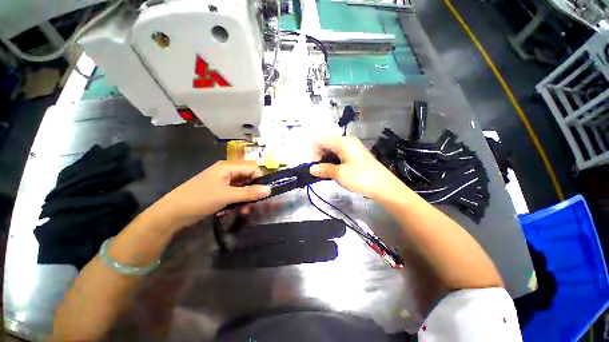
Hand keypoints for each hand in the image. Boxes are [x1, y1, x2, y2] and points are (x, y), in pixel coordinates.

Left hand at [156, 161, 270, 227]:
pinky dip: (238, 201)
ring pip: (242, 187)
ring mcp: (222, 181)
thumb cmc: (200, 199)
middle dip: (253, 191)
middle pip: (248, 178)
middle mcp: (227, 171)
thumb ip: (249, 192)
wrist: (172, 213)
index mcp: (228, 167)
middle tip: (255, 204)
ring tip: (245, 210)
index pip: (252, 168)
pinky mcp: (219, 191)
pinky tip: (237, 210)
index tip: (264, 192)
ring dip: (246, 198)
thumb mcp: (227, 195)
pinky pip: (235, 193)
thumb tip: (269, 189)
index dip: (260, 179)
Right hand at [309, 136, 407, 200]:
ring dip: (326, 159)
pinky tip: (335, 170)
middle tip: (321, 170)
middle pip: (325, 142)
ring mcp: (352, 146)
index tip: (317, 166)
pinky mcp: (355, 153)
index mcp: (342, 142)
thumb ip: (324, 169)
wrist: (384, 186)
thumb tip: (311, 169)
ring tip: (328, 172)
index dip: (314, 152)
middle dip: (320, 155)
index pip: (319, 140)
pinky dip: (333, 160)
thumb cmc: (361, 178)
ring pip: (331, 148)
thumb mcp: (340, 174)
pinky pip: (339, 152)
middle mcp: (346, 140)